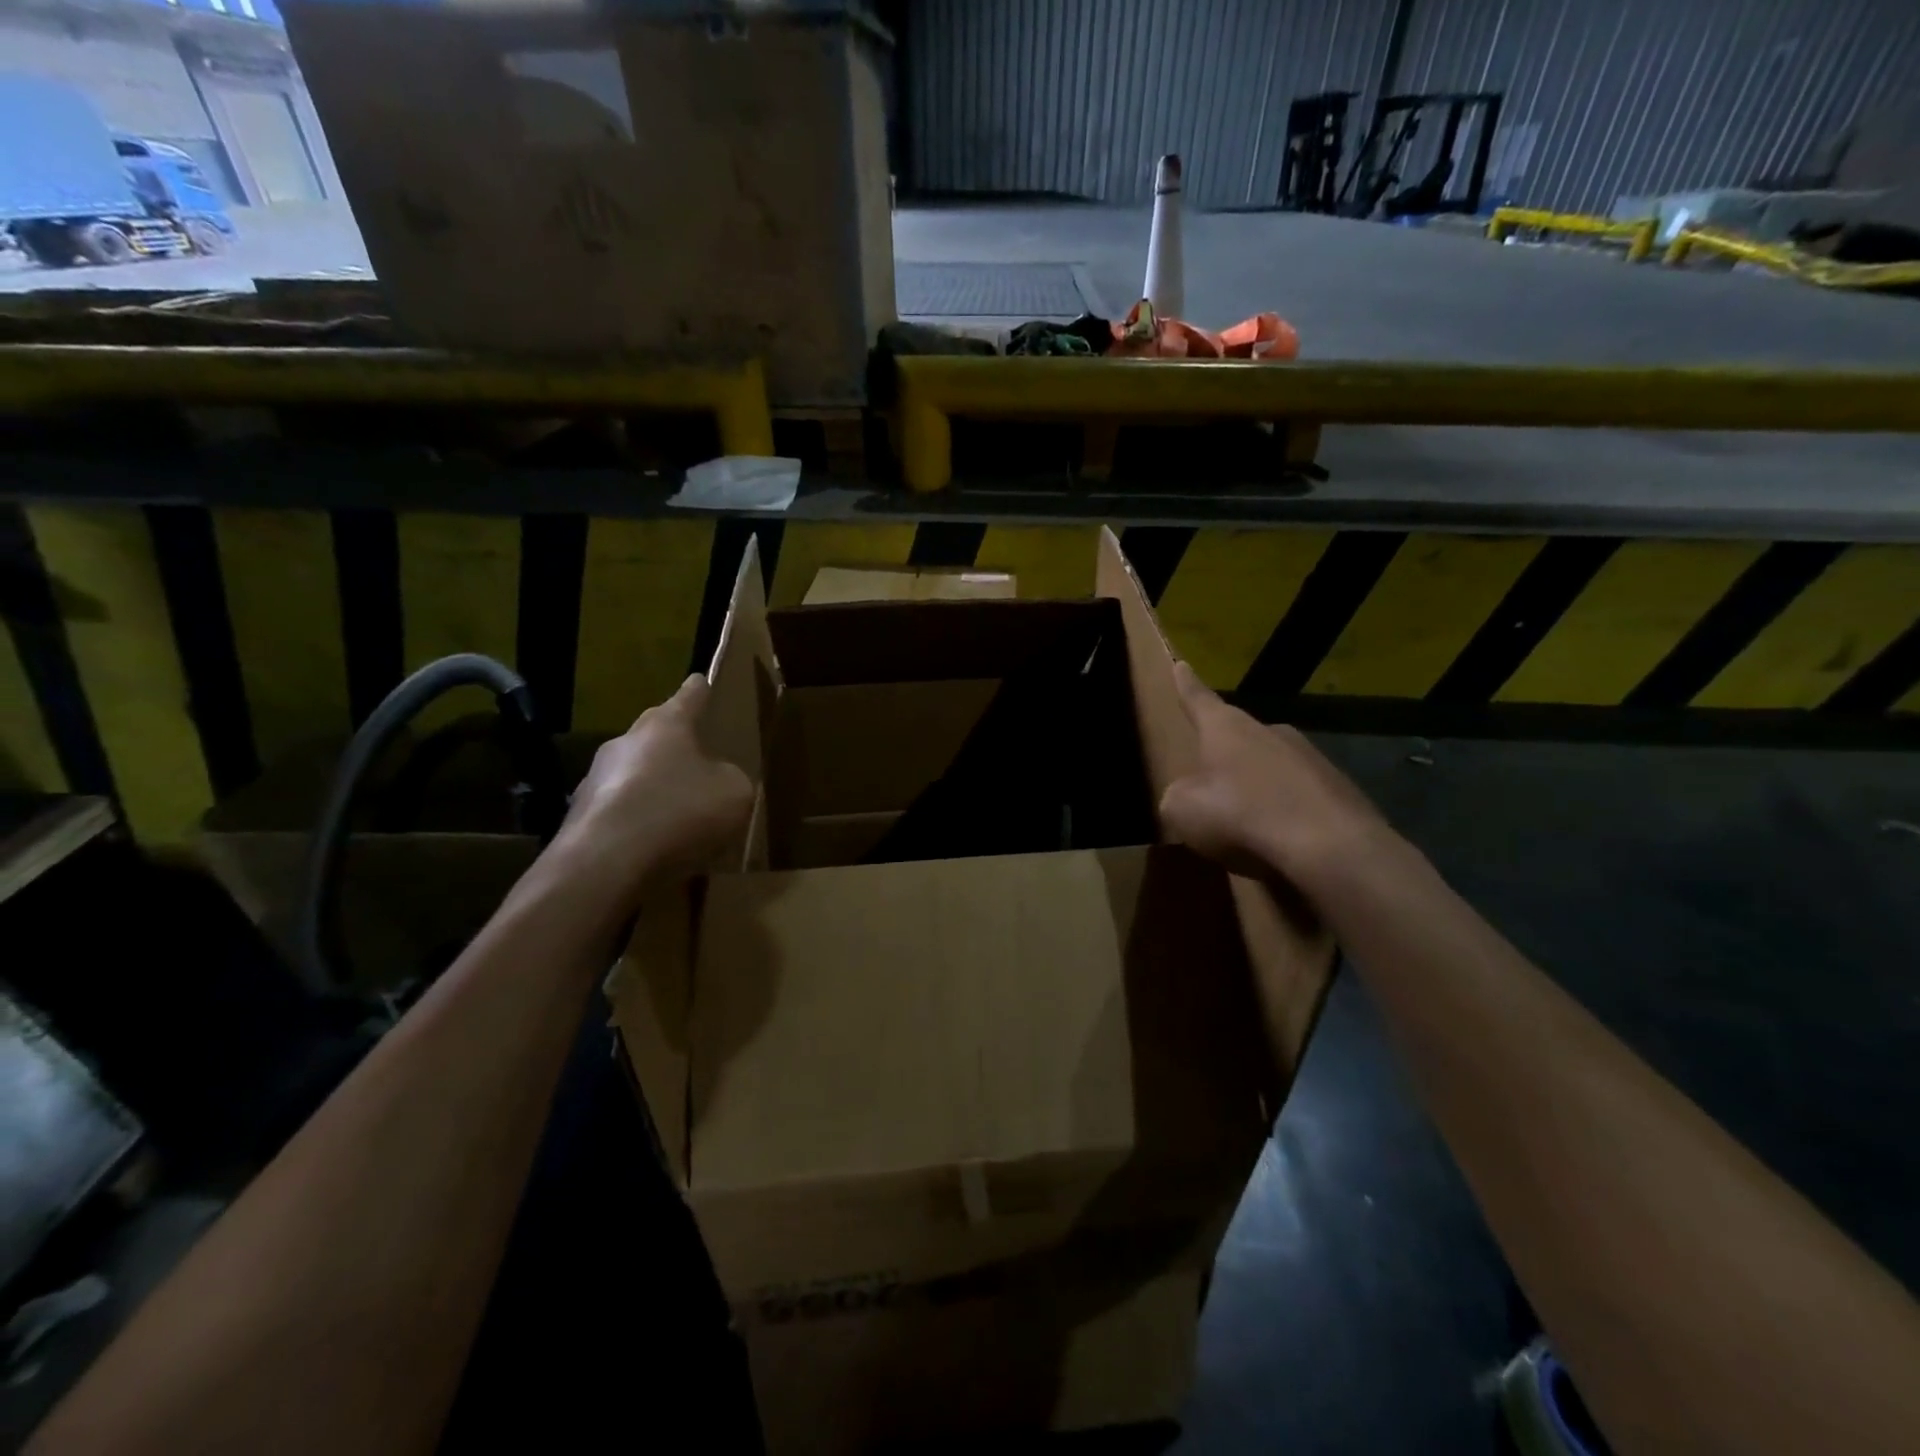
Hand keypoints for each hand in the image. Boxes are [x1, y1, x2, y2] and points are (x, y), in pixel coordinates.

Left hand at [550, 674, 753, 904]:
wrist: (606, 862)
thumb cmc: (679, 812)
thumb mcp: (734, 793)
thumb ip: (731, 779)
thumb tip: (717, 780)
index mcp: (666, 725)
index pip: (688, 696)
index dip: (700, 690)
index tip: (701, 681)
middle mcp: (626, 742)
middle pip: (656, 735)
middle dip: (676, 747)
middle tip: (699, 762)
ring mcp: (596, 779)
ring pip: (635, 775)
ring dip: (655, 788)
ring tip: (680, 817)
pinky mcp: (581, 817)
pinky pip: (621, 812)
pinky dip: (638, 823)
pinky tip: (655, 848)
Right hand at [1158, 661, 1390, 894]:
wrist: (1332, 847)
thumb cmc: (1243, 817)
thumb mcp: (1183, 810)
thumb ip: (1177, 796)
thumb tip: (1187, 796)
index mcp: (1227, 729)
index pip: (1198, 699)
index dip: (1186, 684)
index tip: (1181, 663)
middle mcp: (1270, 732)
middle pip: (1239, 736)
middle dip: (1224, 754)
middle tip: (1211, 776)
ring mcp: (1311, 758)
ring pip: (1271, 768)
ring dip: (1257, 788)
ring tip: (1246, 821)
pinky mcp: (1340, 789)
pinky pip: (1299, 797)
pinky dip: (1286, 813)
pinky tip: (1280, 841)